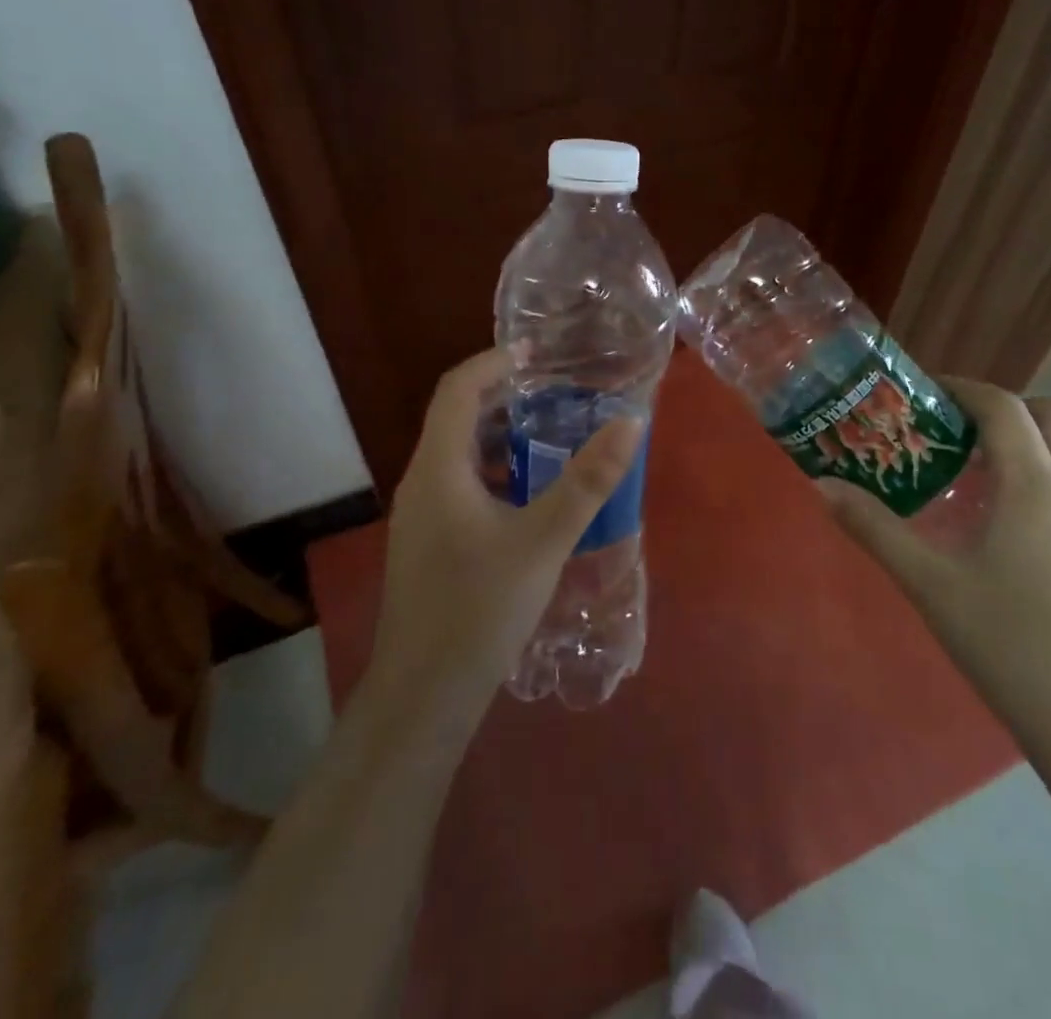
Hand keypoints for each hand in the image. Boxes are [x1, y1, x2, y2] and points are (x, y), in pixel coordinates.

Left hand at [366, 347, 643, 727]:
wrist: (423, 697)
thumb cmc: (479, 609)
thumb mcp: (543, 540)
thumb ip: (588, 480)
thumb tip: (629, 422)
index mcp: (438, 467)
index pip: (458, 388)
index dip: (494, 362)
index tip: (537, 354)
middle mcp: (421, 482)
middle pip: (457, 417)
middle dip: (504, 397)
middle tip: (557, 393)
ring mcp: (421, 516)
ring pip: (459, 455)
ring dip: (501, 437)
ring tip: (552, 436)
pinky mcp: (428, 543)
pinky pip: (461, 486)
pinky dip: (495, 472)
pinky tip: (531, 496)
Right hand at [819, 378, 1050, 759]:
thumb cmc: (1009, 644)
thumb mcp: (929, 583)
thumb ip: (874, 528)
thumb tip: (821, 486)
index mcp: (1036, 487)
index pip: (1005, 408)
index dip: (965, 388)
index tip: (927, 391)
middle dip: (1010, 408)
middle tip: (962, 431)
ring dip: (1033, 444)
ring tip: (980, 478)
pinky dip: (1049, 481)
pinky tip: (1011, 530)